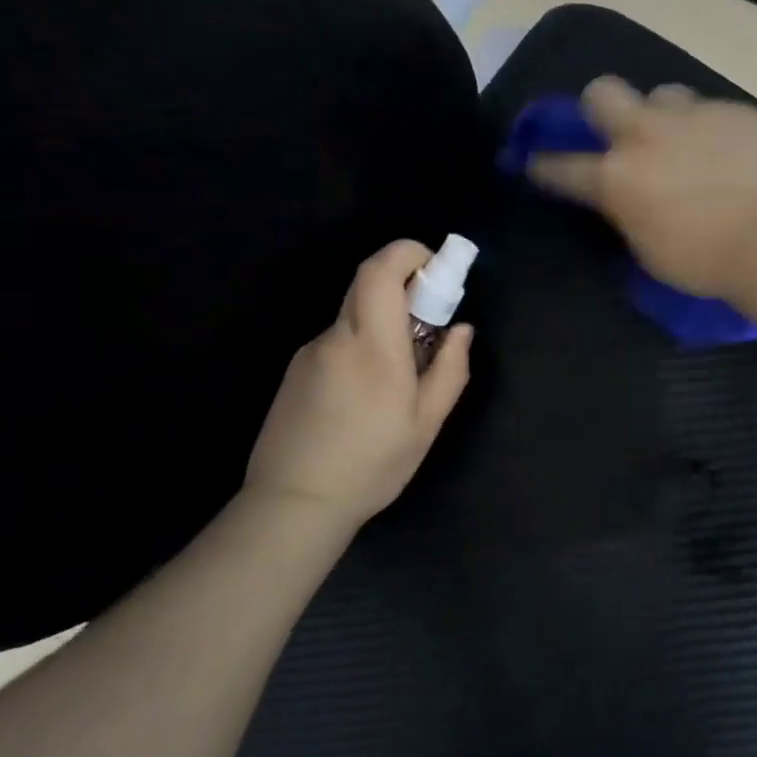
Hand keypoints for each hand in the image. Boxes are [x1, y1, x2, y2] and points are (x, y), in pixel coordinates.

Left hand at [244, 240, 471, 529]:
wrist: (294, 503)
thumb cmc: (372, 465)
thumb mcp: (425, 424)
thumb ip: (450, 369)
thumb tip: (462, 329)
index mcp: (373, 346)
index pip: (380, 270)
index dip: (408, 253)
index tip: (435, 269)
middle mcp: (336, 338)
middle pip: (367, 285)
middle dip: (404, 287)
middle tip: (430, 325)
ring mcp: (310, 353)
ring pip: (354, 317)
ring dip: (383, 325)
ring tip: (399, 380)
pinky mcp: (296, 371)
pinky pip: (337, 342)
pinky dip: (362, 348)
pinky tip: (365, 398)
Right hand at [527, 76, 756, 298]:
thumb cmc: (703, 261)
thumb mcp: (647, 248)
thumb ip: (628, 212)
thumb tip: (628, 198)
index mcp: (616, 176)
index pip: (562, 166)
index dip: (545, 166)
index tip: (537, 163)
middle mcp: (646, 134)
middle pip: (603, 92)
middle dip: (600, 108)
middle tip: (618, 132)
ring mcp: (693, 116)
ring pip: (664, 95)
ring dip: (665, 117)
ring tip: (686, 143)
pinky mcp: (736, 112)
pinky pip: (713, 112)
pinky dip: (713, 131)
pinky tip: (731, 156)